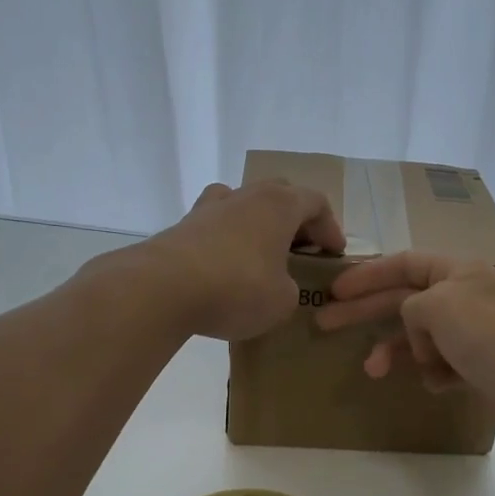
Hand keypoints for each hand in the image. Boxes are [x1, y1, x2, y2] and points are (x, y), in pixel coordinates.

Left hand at [132, 180, 344, 341]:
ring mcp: (209, 208)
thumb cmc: (236, 288)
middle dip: (295, 220)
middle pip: (279, 195)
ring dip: (257, 225)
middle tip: (301, 249)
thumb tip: (278, 284)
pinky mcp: (182, 227)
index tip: (334, 253)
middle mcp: (245, 196)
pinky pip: (215, 226)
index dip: (330, 227)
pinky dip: (227, 241)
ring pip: (242, 204)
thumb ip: (290, 288)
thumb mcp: (282, 300)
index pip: (316, 203)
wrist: (161, 289)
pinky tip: (225, 268)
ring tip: (261, 254)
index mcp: (279, 204)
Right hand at [314, 252, 494, 450]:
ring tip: (374, 371)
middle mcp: (464, 297)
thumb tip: (416, 330)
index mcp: (456, 272)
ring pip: (419, 337)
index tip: (333, 291)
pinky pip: (441, 365)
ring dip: (397, 351)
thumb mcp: (440, 305)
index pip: (403, 264)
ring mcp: (473, 334)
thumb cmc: (492, 337)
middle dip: (365, 312)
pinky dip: (433, 373)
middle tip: (324, 324)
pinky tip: (439, 383)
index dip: (366, 275)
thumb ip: (411, 306)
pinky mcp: (480, 367)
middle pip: (403, 300)